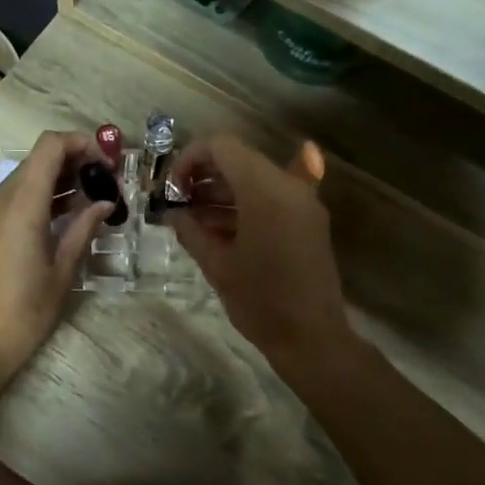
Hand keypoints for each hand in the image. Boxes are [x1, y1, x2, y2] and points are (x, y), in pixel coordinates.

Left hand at [0, 130, 110, 378]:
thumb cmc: (25, 312)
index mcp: (19, 205)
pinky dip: (36, 198)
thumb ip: (84, 228)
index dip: (81, 143)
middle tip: (103, 186)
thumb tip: (104, 203)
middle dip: (73, 164)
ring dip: (55, 181)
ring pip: (23, 179)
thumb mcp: (63, 271)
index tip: (105, 163)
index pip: (49, 147)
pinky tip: (58, 220)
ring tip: (87, 202)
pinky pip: (9, 199)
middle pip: (37, 160)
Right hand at [167, 135, 354, 377]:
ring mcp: (303, 201)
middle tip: (179, 203)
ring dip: (223, 190)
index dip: (189, 159)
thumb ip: (190, 230)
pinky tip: (220, 226)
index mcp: (264, 191)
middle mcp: (288, 185)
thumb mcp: (216, 265)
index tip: (172, 189)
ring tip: (193, 219)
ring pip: (255, 177)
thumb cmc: (259, 301)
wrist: (311, 337)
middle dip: (204, 175)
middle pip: (239, 159)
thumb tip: (172, 213)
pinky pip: (272, 196)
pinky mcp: (308, 219)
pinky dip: (245, 203)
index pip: (221, 147)